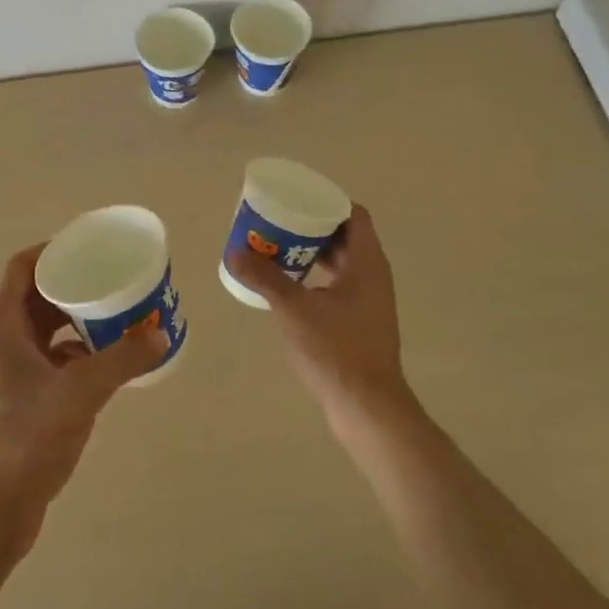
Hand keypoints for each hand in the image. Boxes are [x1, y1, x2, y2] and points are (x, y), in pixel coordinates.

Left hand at [0, 245, 167, 543]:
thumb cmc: (26, 437)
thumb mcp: (80, 391)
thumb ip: (122, 360)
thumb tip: (161, 334)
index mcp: (3, 327)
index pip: (21, 268)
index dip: (51, 251)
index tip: (88, 248)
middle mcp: (1, 343)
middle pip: (36, 297)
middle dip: (73, 286)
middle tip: (111, 281)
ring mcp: (8, 373)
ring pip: (45, 330)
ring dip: (76, 320)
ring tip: (115, 316)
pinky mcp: (20, 399)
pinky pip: (50, 359)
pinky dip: (75, 352)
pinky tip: (105, 362)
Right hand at [225, 205, 417, 434]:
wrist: (367, 407)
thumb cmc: (336, 350)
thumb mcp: (294, 309)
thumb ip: (265, 277)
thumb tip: (234, 251)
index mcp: (367, 262)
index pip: (353, 214)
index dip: (325, 202)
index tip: (295, 201)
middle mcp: (373, 274)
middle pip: (344, 236)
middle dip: (311, 227)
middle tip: (277, 224)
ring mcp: (370, 300)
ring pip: (341, 262)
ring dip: (312, 254)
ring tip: (276, 251)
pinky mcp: (362, 322)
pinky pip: (339, 285)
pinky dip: (316, 278)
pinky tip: (289, 287)